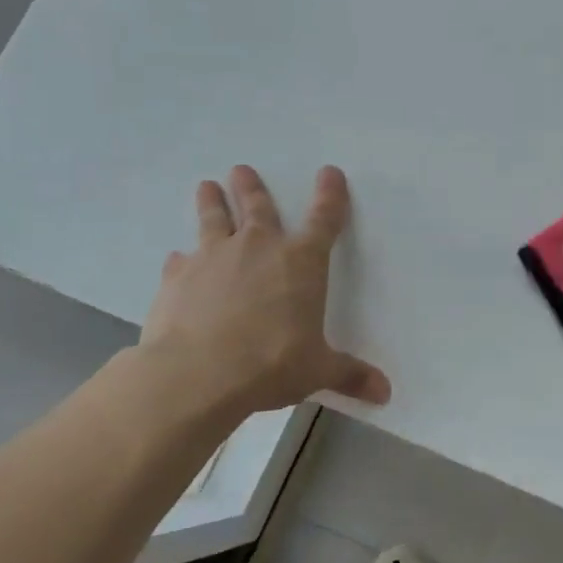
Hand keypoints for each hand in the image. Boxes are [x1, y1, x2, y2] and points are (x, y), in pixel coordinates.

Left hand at [139, 165, 390, 416]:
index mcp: (302, 263)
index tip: (330, 172)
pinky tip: (178, 260)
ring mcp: (213, 258)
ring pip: (214, 220)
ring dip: (211, 202)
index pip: (325, 220)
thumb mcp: (318, 371)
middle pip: (258, 207)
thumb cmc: (271, 364)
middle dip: (252, 187)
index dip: (330, 195)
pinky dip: (183, 260)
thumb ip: (350, 375)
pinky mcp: (177, 278)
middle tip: (241, 169)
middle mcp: (259, 248)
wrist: (196, 374)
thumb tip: (385, 393)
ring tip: (206, 185)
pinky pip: (182, 261)